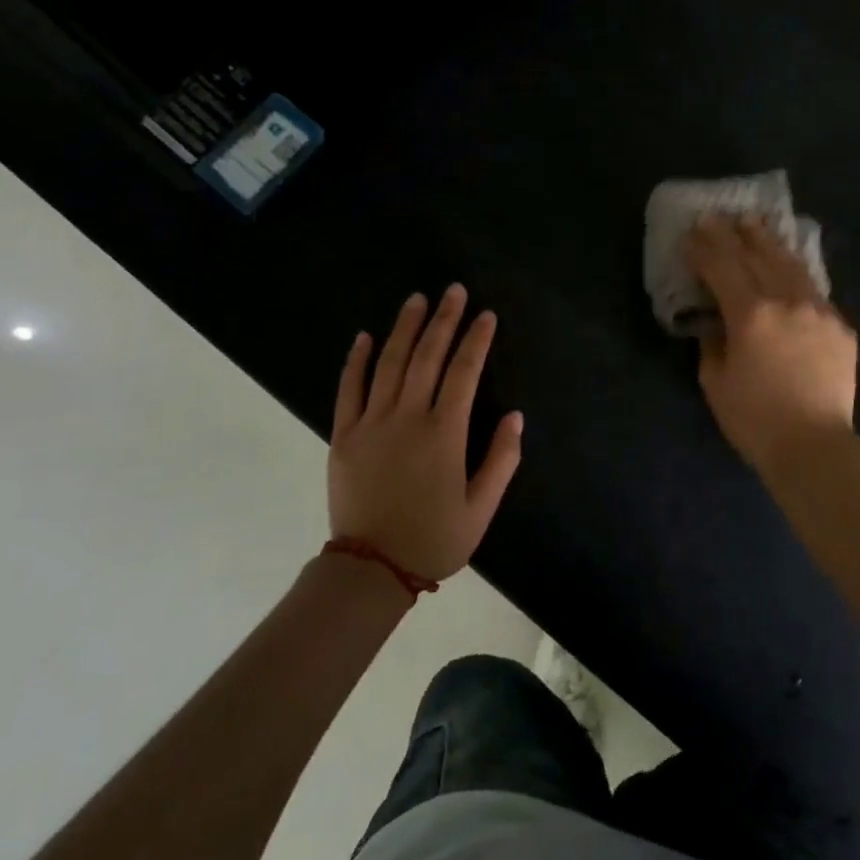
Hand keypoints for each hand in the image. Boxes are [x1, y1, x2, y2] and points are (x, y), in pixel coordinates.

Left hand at [328, 286, 523, 583]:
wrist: (370, 569)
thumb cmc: (433, 539)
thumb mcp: (481, 509)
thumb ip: (501, 460)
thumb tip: (516, 417)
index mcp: (444, 434)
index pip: (464, 373)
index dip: (476, 340)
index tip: (486, 315)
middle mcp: (407, 418)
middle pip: (427, 356)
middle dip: (444, 320)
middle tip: (454, 290)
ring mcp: (371, 423)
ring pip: (389, 364)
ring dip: (405, 327)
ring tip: (418, 299)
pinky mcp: (343, 435)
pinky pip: (348, 388)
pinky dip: (357, 360)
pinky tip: (365, 336)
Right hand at [685, 216, 858, 476]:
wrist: (816, 446)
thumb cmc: (755, 420)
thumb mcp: (715, 382)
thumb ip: (712, 343)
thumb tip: (716, 322)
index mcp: (751, 314)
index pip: (723, 267)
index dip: (705, 246)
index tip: (693, 229)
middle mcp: (787, 301)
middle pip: (758, 255)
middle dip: (736, 233)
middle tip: (721, 215)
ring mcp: (819, 311)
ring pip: (791, 264)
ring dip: (769, 241)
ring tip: (756, 223)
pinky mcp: (840, 327)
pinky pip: (813, 288)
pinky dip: (795, 270)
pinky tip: (789, 263)